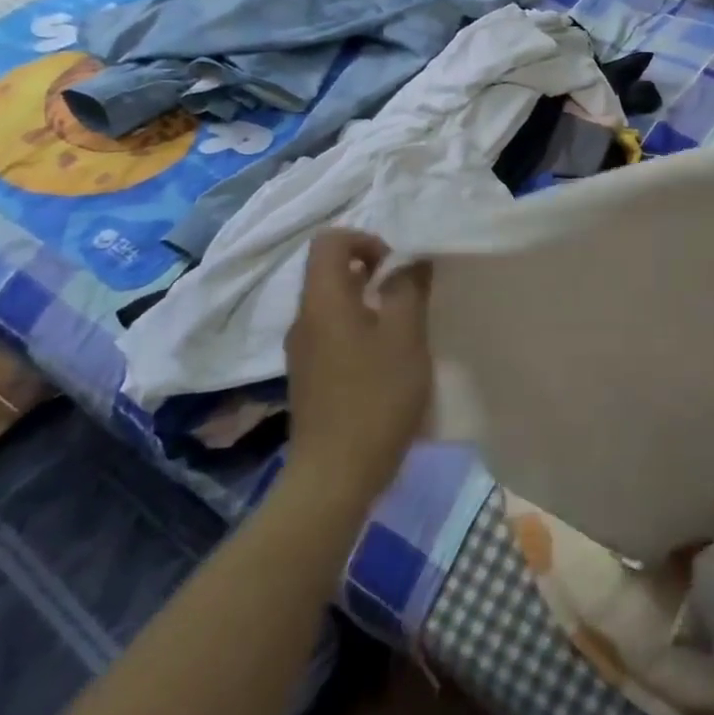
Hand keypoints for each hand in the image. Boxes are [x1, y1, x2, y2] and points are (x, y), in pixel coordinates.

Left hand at [281, 231, 431, 501]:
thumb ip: (409, 290)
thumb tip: (410, 262)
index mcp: (323, 301)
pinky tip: (388, 359)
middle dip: (373, 271)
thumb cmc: (375, 397)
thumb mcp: (405, 336)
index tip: (396, 265)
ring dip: (370, 302)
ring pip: (335, 304)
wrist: (334, 476)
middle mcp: (304, 319)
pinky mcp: (310, 377)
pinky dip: (361, 329)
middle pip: (331, 271)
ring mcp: (303, 351)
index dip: (365, 239)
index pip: (329, 241)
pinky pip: (334, 333)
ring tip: (405, 326)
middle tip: (410, 294)